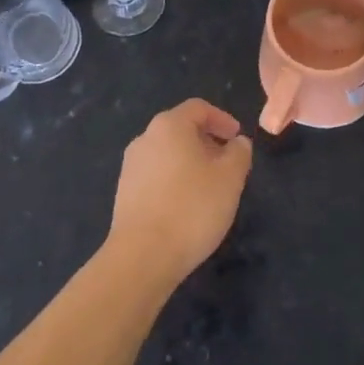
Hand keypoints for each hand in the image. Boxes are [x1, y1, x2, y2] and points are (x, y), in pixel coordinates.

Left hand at [108, 99, 253, 289]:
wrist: (142, 256)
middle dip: (206, 142)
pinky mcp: (124, 192)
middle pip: (180, 129)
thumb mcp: (230, 178)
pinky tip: (186, 206)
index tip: (237, 138)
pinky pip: (155, 175)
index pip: (198, 108)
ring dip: (190, 162)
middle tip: (227, 164)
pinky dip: (174, 180)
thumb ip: (239, 153)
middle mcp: (145, 138)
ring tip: (209, 187)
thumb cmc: (192, 208)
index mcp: (170, 125)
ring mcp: (131, 166)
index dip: (222, 119)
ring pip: (167, 153)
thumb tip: (237, 143)